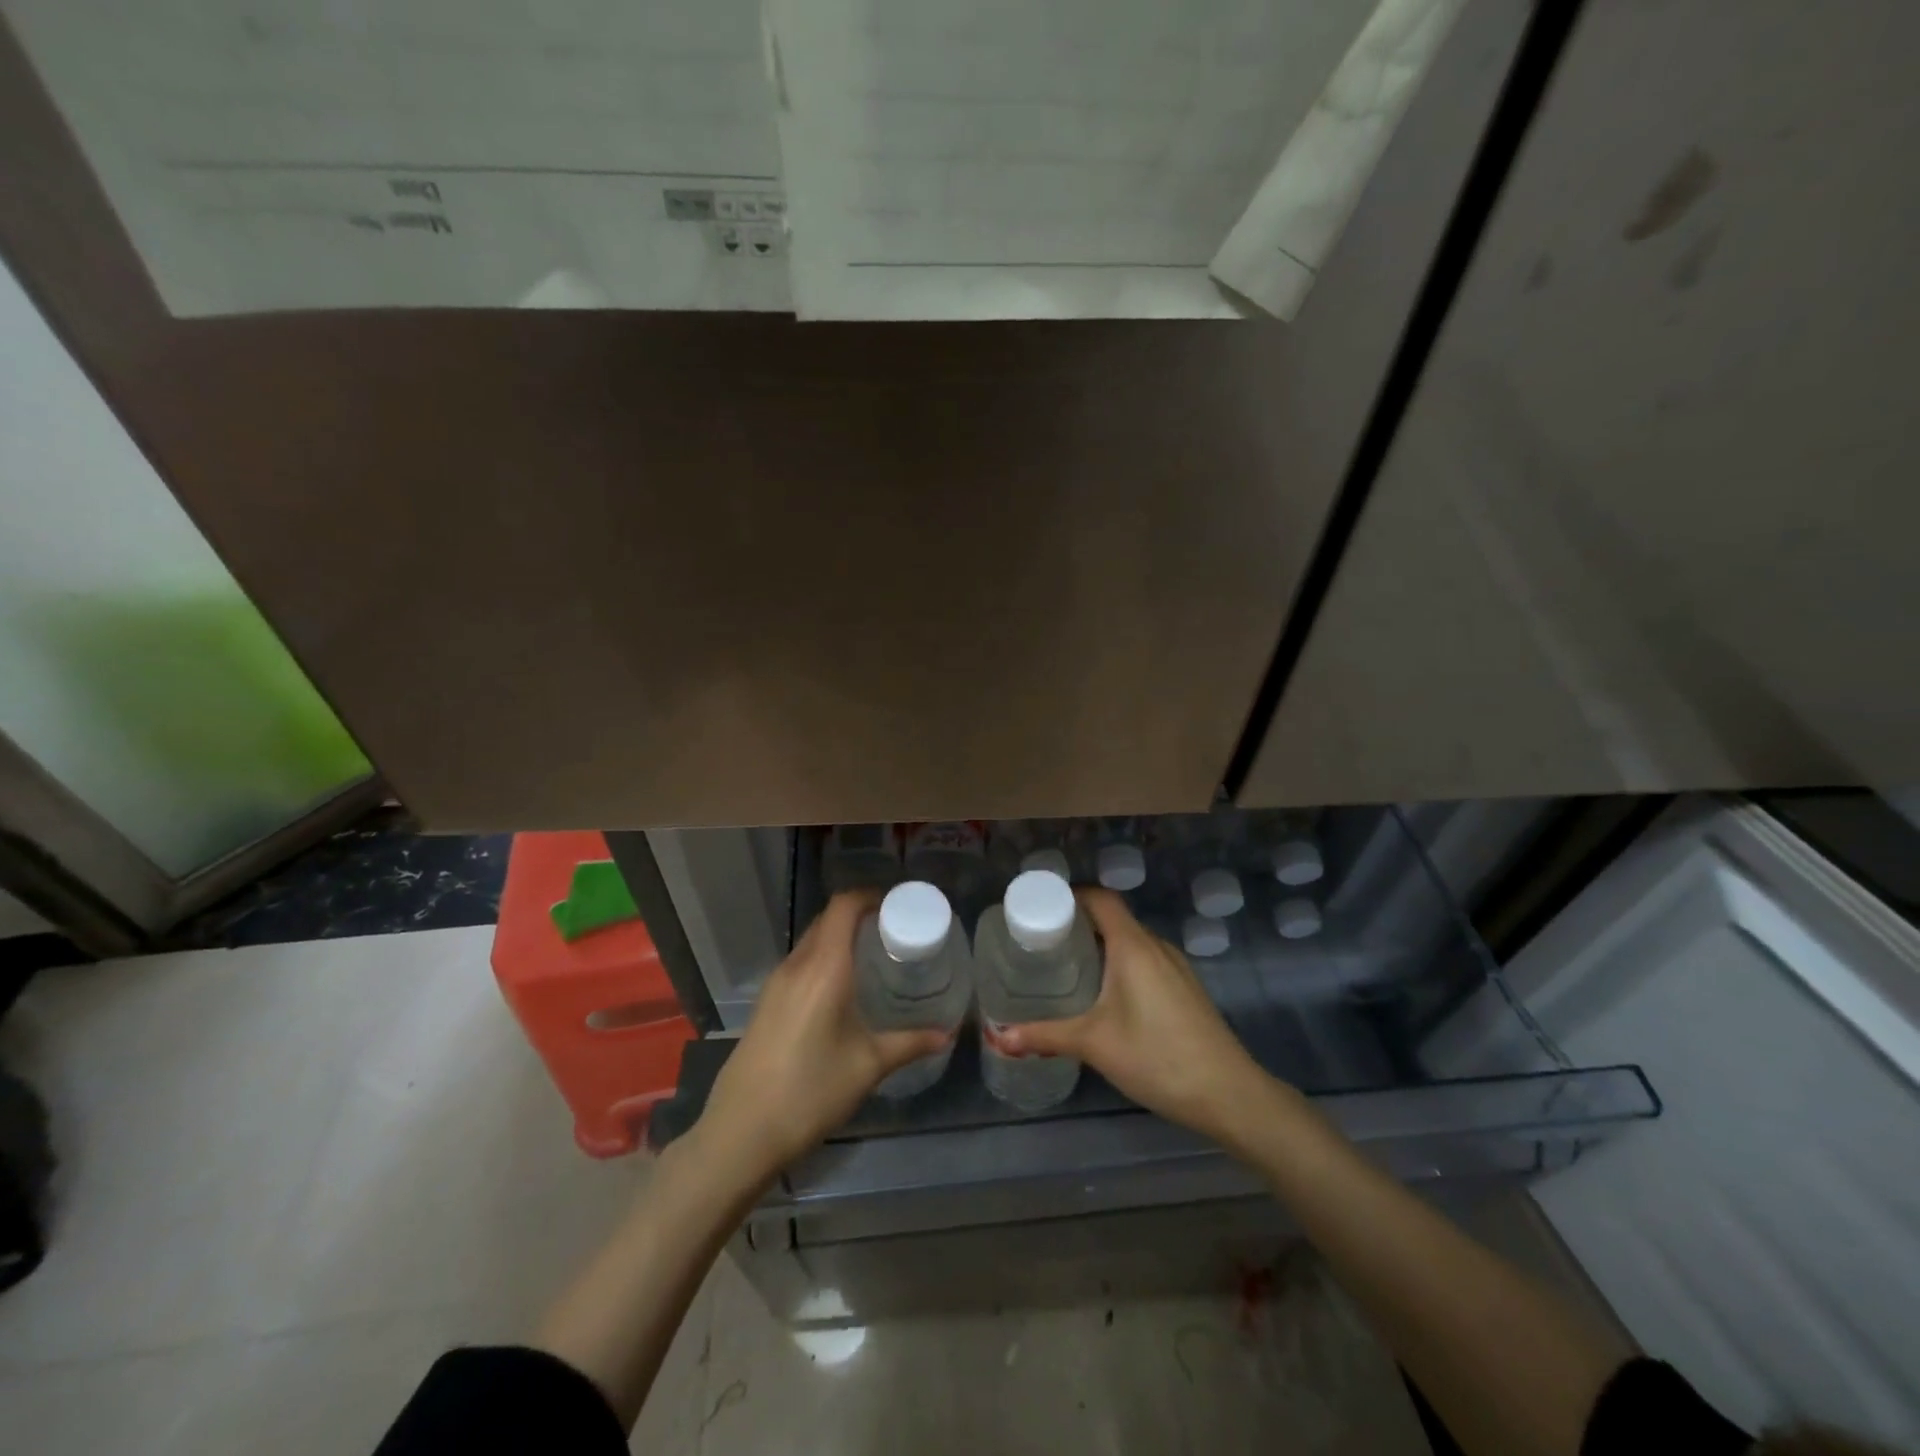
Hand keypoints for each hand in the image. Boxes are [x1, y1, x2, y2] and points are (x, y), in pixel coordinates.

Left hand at [694, 890, 949, 1186]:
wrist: (741, 1132)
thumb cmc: (811, 1092)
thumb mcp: (868, 1066)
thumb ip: (909, 1043)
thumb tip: (945, 1034)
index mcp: (824, 968)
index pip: (843, 906)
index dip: (870, 896)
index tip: (898, 905)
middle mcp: (797, 965)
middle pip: (827, 919)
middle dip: (859, 916)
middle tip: (893, 931)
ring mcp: (776, 983)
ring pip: (811, 941)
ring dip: (839, 938)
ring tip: (872, 957)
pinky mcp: (766, 1002)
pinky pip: (799, 963)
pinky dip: (823, 959)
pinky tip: (841, 988)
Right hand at [996, 888, 1274, 1149]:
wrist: (1229, 1094)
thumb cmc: (1157, 1057)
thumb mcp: (1094, 1044)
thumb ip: (1044, 1036)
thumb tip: (997, 1038)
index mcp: (1133, 945)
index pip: (1100, 899)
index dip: (1069, 896)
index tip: (1039, 908)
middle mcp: (1156, 946)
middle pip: (1113, 918)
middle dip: (1078, 923)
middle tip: (1043, 941)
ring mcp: (1176, 966)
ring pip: (1131, 940)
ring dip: (1101, 944)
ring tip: (1067, 965)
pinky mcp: (1185, 987)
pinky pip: (1146, 959)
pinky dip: (1121, 962)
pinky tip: (1105, 993)